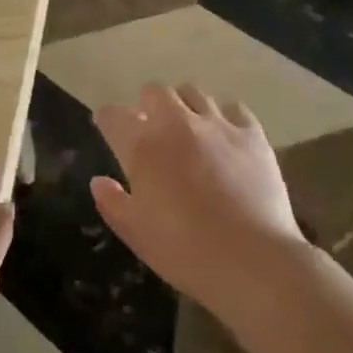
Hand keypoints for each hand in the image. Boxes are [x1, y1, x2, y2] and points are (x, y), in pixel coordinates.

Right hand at [91, 83, 305, 312]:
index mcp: (142, 147)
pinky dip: (225, 116)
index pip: (113, 116)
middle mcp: (176, 124)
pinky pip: (234, 108)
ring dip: (184, 105)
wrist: (253, 260)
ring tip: (188, 127)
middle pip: (154, 91)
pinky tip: (226, 135)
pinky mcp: (252, 134)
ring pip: (193, 92)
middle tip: (150, 126)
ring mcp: (217, 124)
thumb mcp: (136, 234)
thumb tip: (98, 180)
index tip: (108, 128)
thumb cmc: (185, 251)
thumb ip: (112, 203)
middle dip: (147, 104)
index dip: (107, 119)